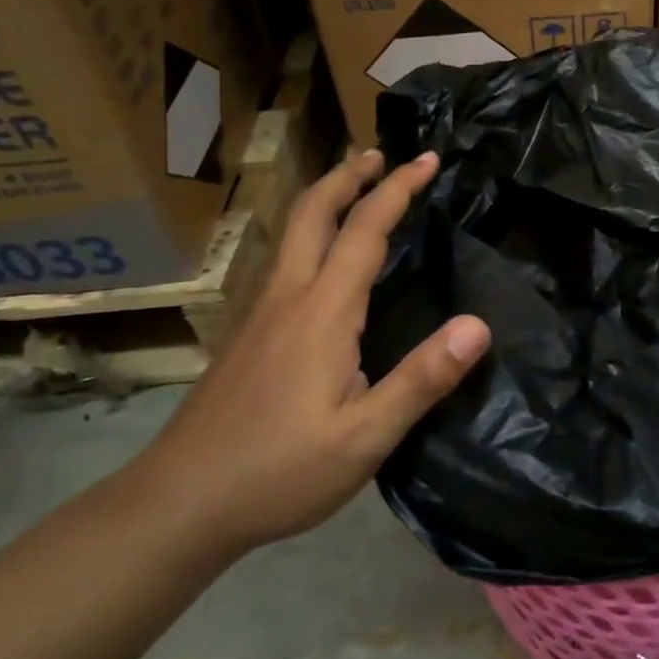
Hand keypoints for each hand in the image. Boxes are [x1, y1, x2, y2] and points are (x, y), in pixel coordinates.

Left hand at [135, 148, 490, 559]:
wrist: (178, 504)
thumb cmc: (278, 471)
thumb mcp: (364, 439)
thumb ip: (421, 380)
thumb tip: (479, 325)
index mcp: (323, 311)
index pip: (365, 230)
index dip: (399, 189)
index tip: (428, 160)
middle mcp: (288, 296)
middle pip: (314, 212)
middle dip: (349, 175)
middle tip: (382, 155)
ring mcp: (260, 312)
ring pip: (294, 233)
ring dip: (328, 198)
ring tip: (357, 190)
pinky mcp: (247, 332)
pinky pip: (286, 259)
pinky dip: (313, 232)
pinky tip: (324, 260)